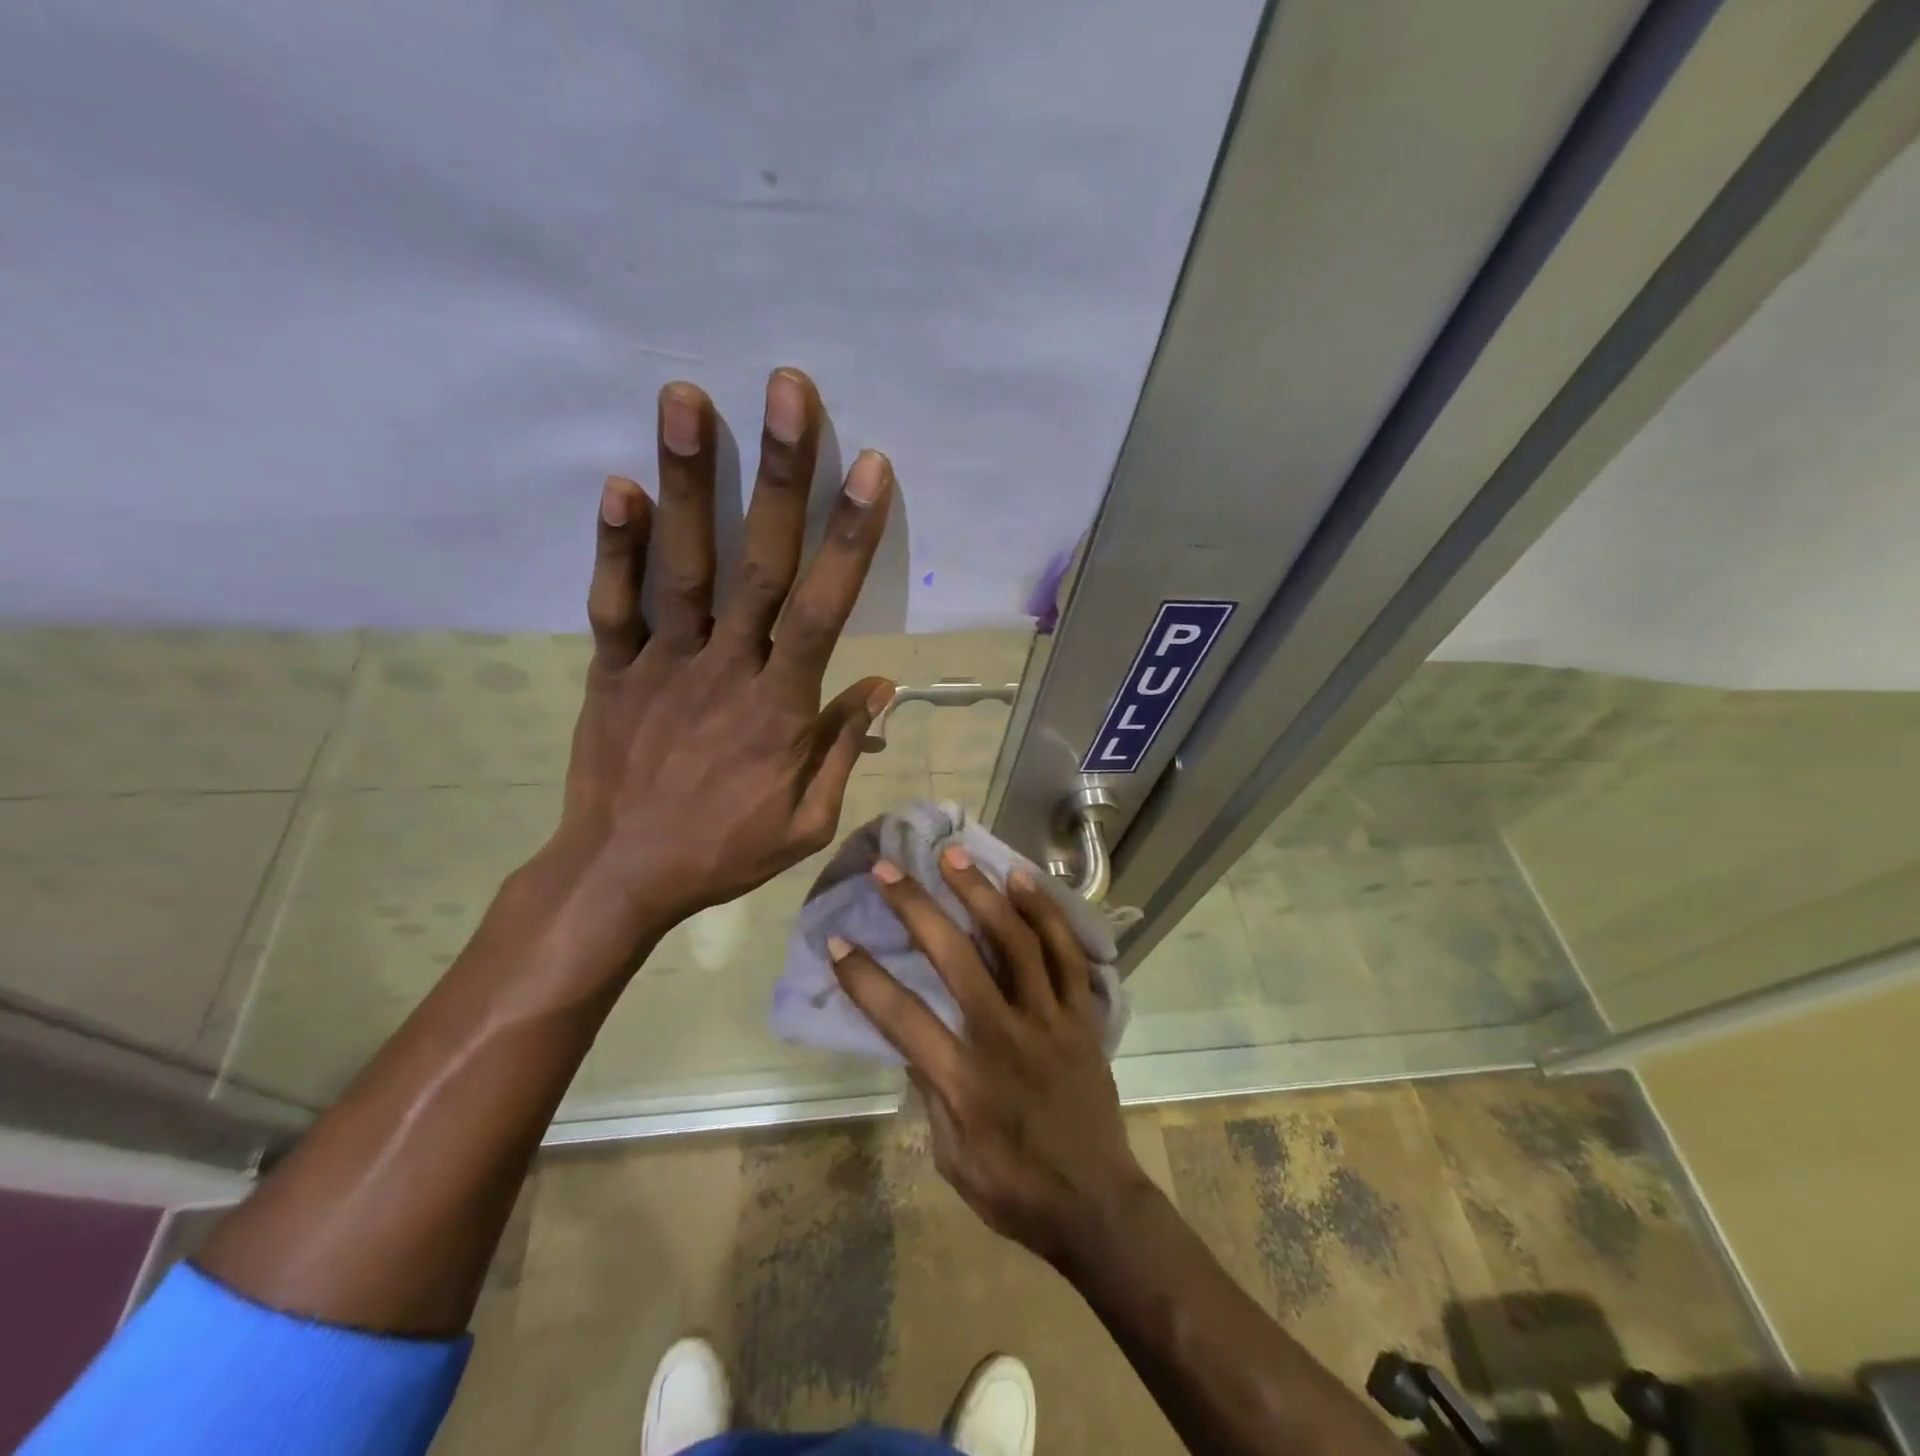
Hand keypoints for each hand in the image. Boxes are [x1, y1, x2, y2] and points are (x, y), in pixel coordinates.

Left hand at [543, 368, 894, 972]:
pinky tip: (619, 483)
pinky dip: (615, 545)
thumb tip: (881, 686)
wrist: (620, 877)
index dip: (848, 537)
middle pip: (757, 563)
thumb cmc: (724, 852)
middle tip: (787, 392)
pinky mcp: (611, 669)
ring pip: (682, 565)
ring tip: (685, 398)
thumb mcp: (807, 820)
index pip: (823, 610)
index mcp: (780, 708)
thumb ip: (843, 748)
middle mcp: (725, 668)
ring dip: (686, 480)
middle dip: (777, 475)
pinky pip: (614, 602)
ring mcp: (662, 663)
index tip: (870, 469)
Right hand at [827, 850, 1153, 1268]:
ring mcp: (1051, 1020)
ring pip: (1015, 941)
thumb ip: (929, 1090)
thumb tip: (910, 1035)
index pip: (903, 1018)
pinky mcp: (1082, 1015)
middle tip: (890, 869)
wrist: (1098, 1206)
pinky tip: (1021, 879)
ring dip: (981, 893)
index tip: (838, 941)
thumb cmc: (1014, 1189)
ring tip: (954, 856)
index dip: (864, 978)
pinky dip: (1044, 913)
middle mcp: (1006, 1037)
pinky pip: (1066, 953)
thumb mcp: (951, 1156)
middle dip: (917, 908)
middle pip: (957, 958)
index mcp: (966, 1081)